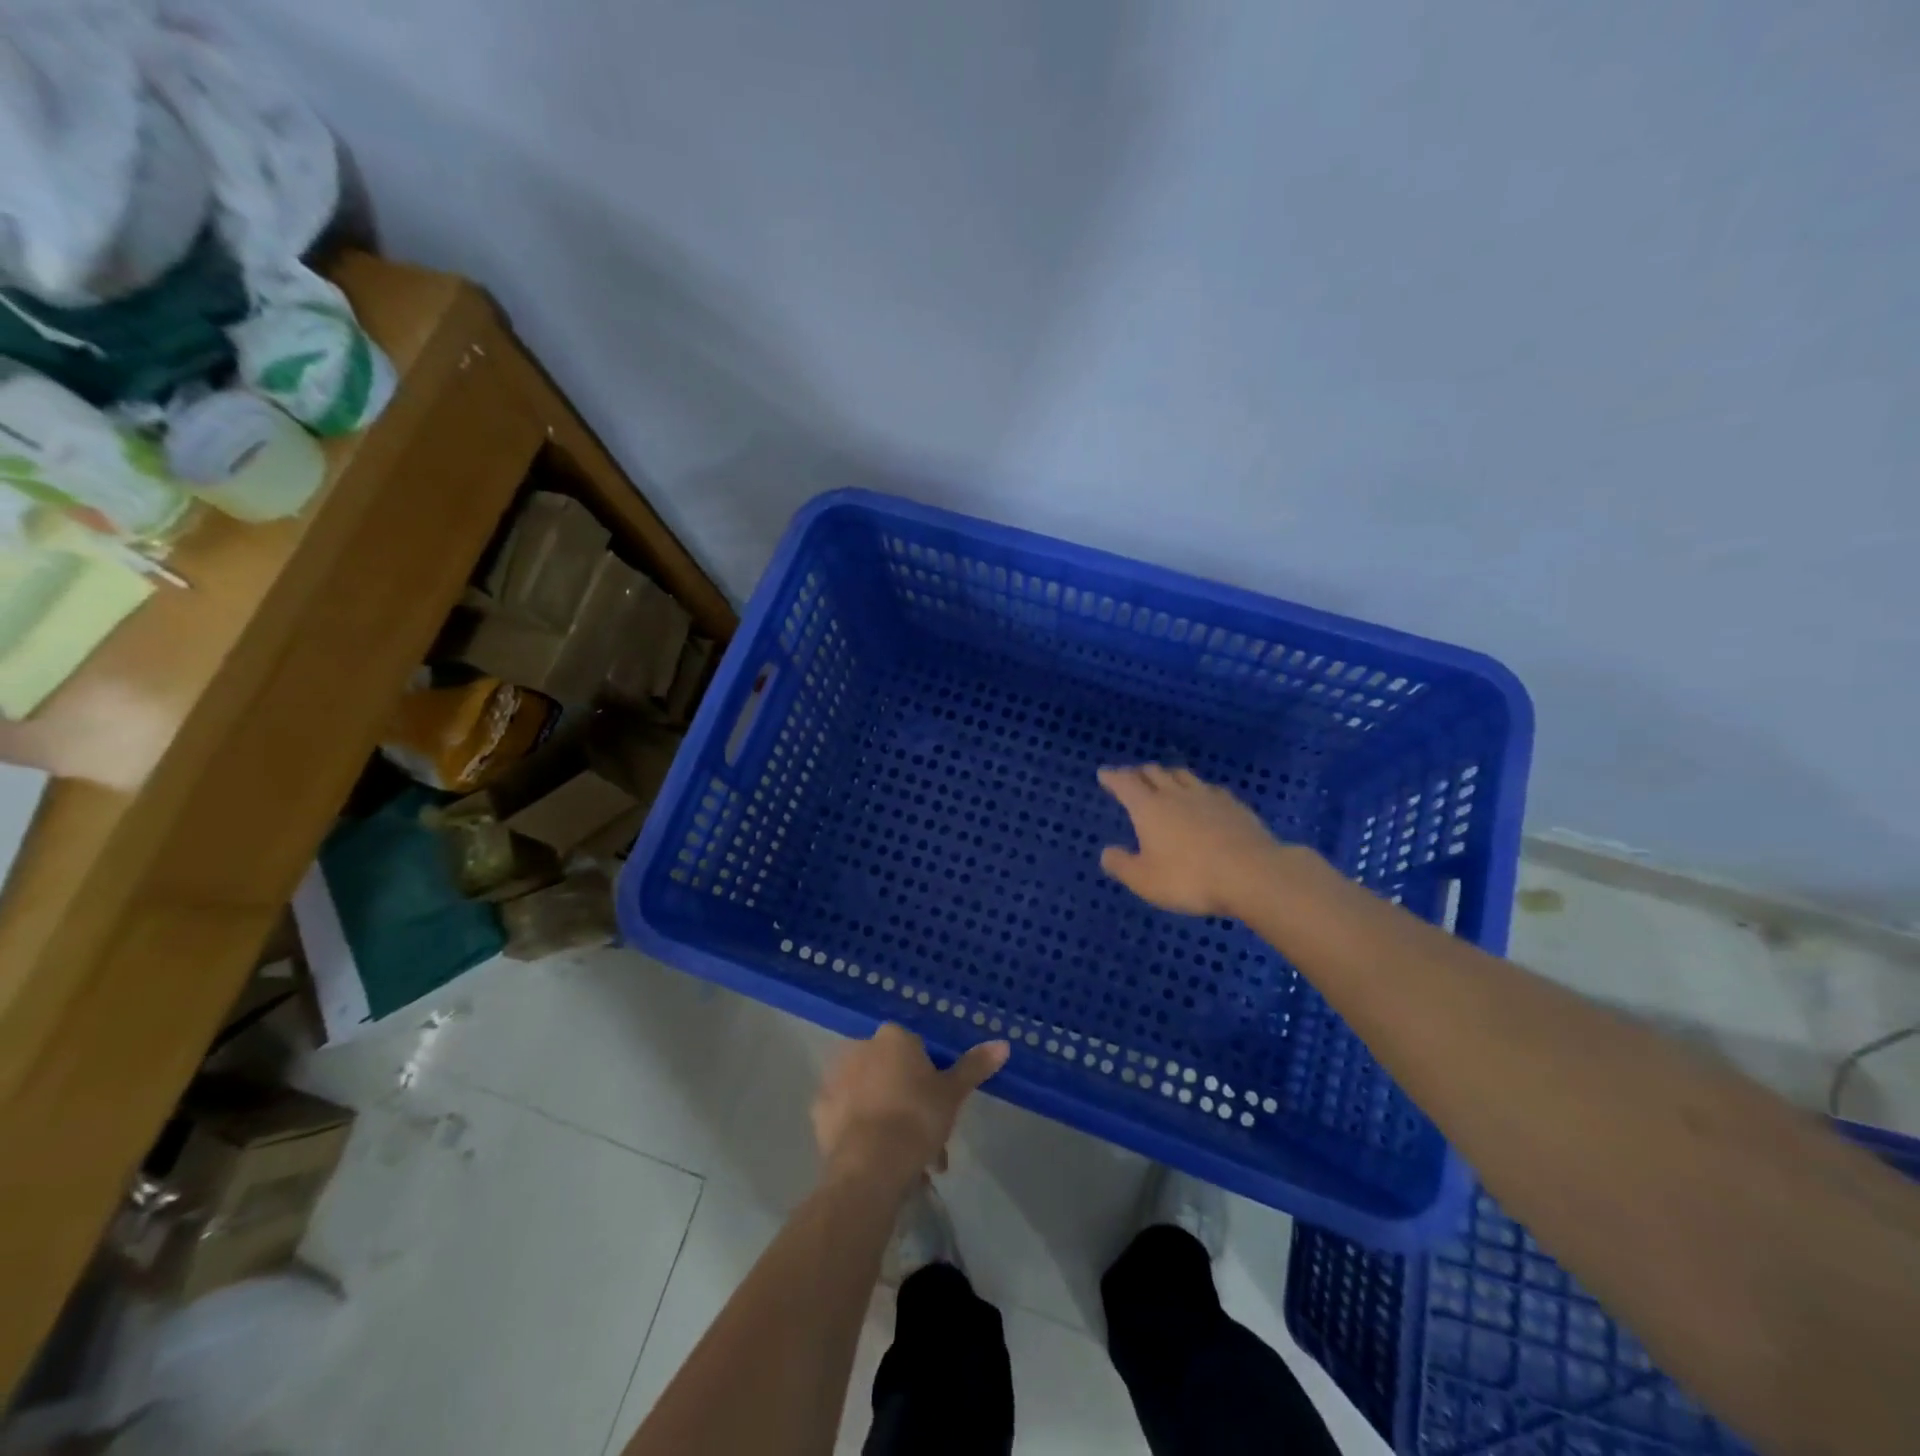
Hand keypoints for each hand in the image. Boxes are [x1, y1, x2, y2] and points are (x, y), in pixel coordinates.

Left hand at [811, 1025, 1008, 1189]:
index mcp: (893, 1037)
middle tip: (927, 1140)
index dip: (930, 1080)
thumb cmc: (916, 1119)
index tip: (940, 1109)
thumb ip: (975, 1066)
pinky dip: (860, 1130)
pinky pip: (846, 1116)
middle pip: (891, 1072)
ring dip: (886, 1118)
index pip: (916, 1050)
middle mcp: (860, 1048)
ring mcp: (835, 1077)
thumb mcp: (953, 1093)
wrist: (870, 1165)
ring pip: (869, 1094)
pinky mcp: (819, 1110)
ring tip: (906, 1162)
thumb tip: (1003, 1044)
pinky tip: (876, 1158)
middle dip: (908, 1102)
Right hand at [1097, 764, 1284, 916]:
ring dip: (1169, 775)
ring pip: (1182, 775)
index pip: (1125, 783)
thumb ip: (1122, 865)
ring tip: (1165, 780)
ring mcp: (1208, 796)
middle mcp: (1176, 794)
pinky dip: (1197, 789)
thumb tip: (1107, 852)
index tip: (1104, 773)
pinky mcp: (1234, 805)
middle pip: (1154, 773)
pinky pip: (1209, 788)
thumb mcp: (1145, 880)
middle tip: (1132, 777)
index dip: (1113, 777)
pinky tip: (1203, 797)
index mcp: (1149, 808)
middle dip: (1139, 773)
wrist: (1252, 875)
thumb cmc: (1189, 879)